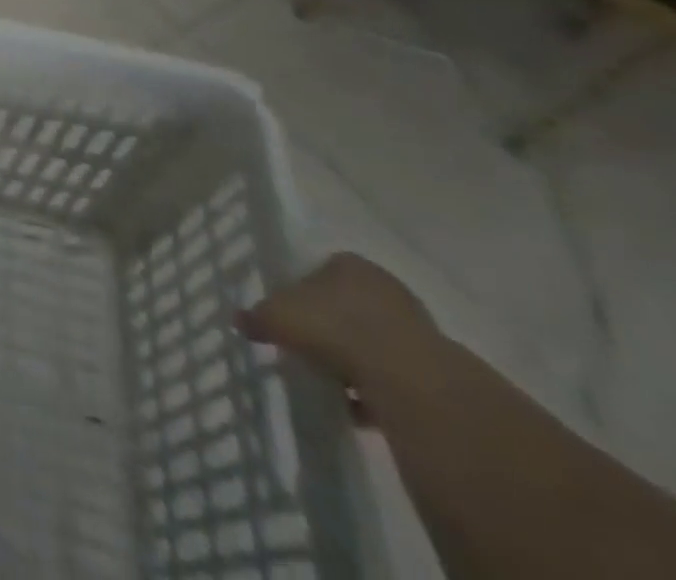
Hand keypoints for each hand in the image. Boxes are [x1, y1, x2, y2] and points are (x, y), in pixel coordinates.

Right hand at [237, 252, 446, 400]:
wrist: (408, 380)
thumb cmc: (333, 327)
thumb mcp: (276, 316)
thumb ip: (257, 316)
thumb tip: (238, 320)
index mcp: (348, 264)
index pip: (320, 270)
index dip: (302, 292)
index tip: (290, 317)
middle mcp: (385, 287)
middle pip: (349, 306)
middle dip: (331, 327)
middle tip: (309, 349)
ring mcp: (417, 328)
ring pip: (375, 341)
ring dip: (357, 361)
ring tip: (333, 384)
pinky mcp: (437, 370)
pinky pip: (396, 376)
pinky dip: (378, 390)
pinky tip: (360, 410)